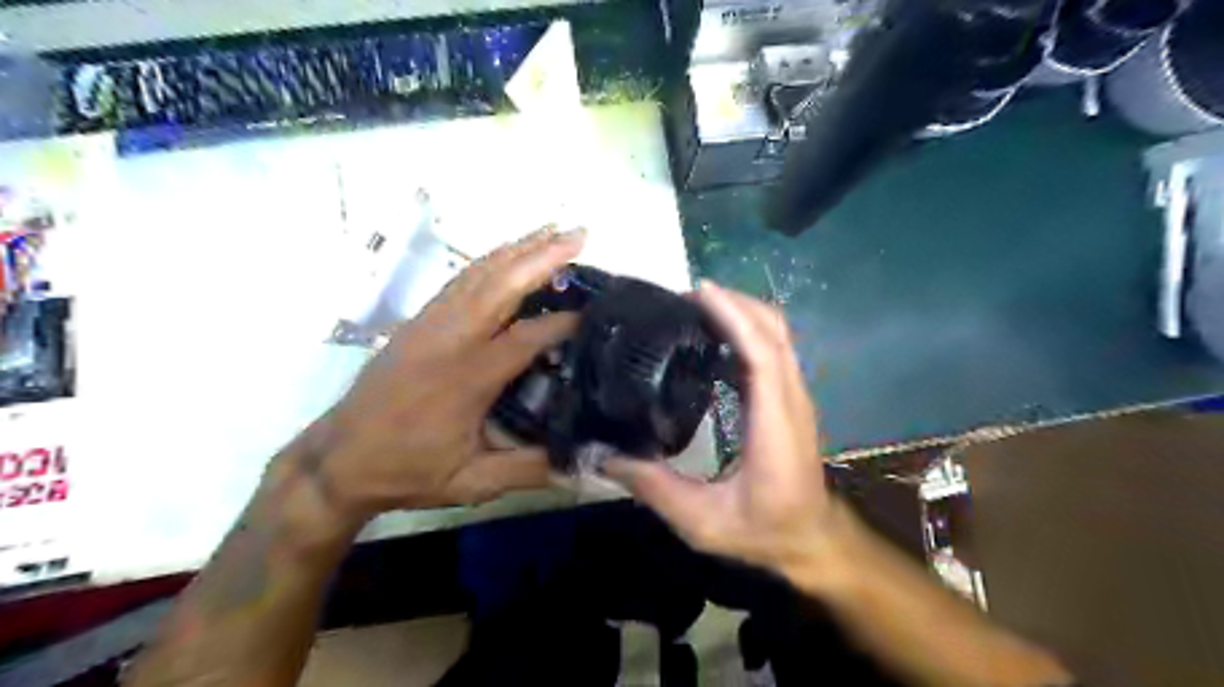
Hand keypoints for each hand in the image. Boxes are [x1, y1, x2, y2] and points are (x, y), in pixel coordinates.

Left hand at [296, 228, 580, 522]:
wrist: (338, 460)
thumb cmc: (408, 471)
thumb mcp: (472, 482)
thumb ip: (531, 469)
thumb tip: (586, 463)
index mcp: (467, 378)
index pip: (526, 337)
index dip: (563, 322)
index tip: (596, 313)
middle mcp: (449, 339)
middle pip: (502, 285)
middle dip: (543, 256)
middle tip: (580, 235)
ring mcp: (429, 324)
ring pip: (479, 274)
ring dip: (518, 249)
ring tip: (553, 232)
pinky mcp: (417, 321)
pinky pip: (459, 280)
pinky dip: (489, 260)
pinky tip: (507, 254)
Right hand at [605, 284, 841, 579]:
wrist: (812, 540)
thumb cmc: (764, 531)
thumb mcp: (703, 522)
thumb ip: (656, 489)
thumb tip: (606, 455)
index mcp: (775, 425)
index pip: (763, 354)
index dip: (735, 316)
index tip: (699, 292)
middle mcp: (792, 401)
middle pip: (775, 331)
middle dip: (734, 303)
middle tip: (685, 299)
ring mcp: (795, 397)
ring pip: (778, 335)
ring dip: (742, 312)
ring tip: (695, 310)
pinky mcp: (790, 399)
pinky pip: (773, 349)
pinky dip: (747, 330)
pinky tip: (714, 338)